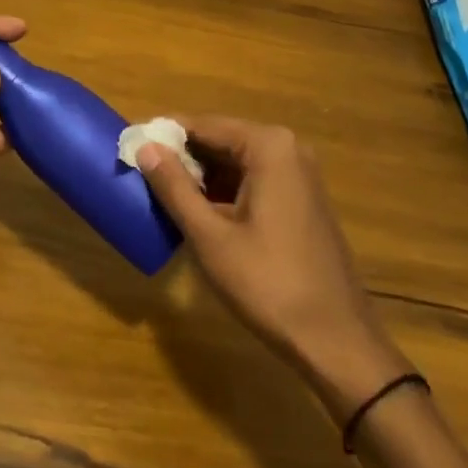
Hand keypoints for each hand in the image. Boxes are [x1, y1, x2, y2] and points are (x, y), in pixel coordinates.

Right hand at [138, 115, 407, 420]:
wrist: (338, 343)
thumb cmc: (270, 285)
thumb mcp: (211, 237)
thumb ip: (174, 187)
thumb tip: (145, 147)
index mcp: (268, 146)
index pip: (204, 125)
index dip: (165, 136)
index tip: (130, 146)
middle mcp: (288, 149)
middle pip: (221, 141)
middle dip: (182, 159)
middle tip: (142, 176)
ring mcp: (300, 175)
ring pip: (236, 164)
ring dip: (202, 178)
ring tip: (162, 197)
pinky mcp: (302, 201)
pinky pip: (253, 182)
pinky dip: (225, 194)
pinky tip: (199, 216)